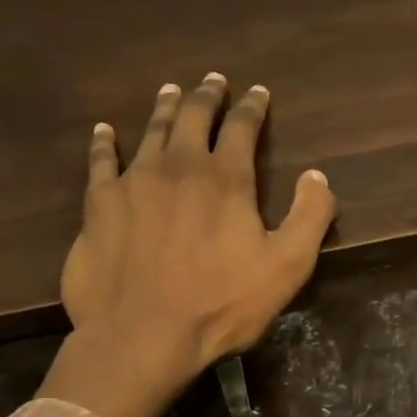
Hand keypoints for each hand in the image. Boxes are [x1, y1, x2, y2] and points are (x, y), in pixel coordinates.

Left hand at [39, 73, 337, 416]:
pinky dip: (105, 142)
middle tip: (213, 81)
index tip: (258, 92)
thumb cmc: (221, 305)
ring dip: (164, 107)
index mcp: (226, 179)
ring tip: (170, 92)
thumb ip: (309, 218)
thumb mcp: (287, 268)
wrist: (143, 335)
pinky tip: (105, 131)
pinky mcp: (99, 204)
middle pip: (193, 116)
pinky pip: (101, 160)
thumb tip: (317, 177)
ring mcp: (133, 181)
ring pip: (150, 130)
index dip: (252, 107)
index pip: (242, 127)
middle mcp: (178, 166)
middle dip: (207, 95)